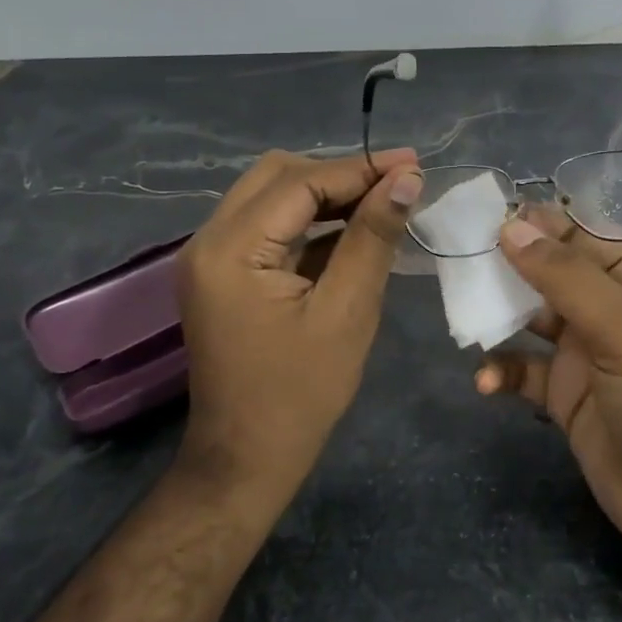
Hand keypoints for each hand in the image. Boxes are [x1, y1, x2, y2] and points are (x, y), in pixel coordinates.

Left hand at [175, 147, 421, 504]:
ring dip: (324, 194)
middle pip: (276, 176)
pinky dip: (307, 220)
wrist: (245, 459)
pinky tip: (349, 230)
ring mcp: (209, 256)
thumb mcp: (347, 312)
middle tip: (396, 186)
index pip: (300, 181)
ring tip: (381, 203)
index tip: (414, 162)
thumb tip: (406, 178)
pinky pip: (266, 226)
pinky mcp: (221, 273)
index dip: (360, 168)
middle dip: (339, 174)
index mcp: (231, 250)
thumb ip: (373, 237)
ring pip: (270, 196)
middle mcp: (208, 240)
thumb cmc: (301, 394)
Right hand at [475, 210, 621, 594]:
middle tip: (460, 260)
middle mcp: (611, 309)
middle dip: (508, 266)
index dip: (538, 223)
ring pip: (530, 317)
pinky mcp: (565, 394)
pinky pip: (523, 368)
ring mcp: (586, 352)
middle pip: (551, 273)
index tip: (484, 216)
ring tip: (465, 315)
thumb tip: (511, 226)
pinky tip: (486, 382)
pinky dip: (502, 370)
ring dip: (498, 316)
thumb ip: (566, 277)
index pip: (583, 236)